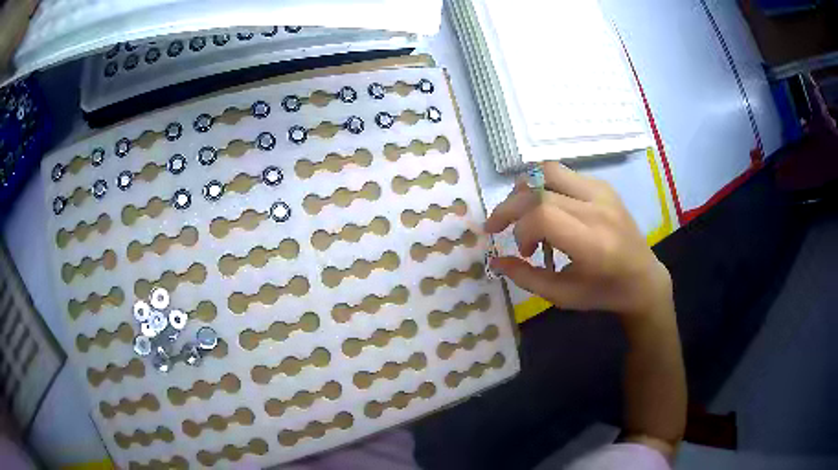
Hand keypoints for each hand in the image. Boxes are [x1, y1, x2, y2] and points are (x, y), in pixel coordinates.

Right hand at [484, 162, 671, 319]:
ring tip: (521, 211)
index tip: (522, 250)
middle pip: (539, 189)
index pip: (543, 215)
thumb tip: (495, 260)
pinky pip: (563, 175)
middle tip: (500, 227)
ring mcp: (603, 192)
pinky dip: (544, 187)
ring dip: (526, 189)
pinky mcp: (604, 186)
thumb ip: (526, 277)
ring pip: (549, 171)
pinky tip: (546, 208)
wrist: (643, 278)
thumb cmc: (603, 292)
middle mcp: (598, 209)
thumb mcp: (563, 296)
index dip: (520, 228)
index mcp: (593, 243)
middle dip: (510, 206)